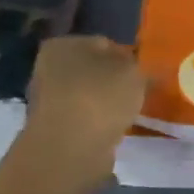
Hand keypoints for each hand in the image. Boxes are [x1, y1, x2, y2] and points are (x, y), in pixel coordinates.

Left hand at [25, 36, 144, 168]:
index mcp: (63, 45)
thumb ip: (139, 67)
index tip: (145, 73)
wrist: (70, 149)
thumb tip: (140, 69)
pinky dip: (98, 123)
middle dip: (115, 81)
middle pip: (93, 70)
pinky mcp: (53, 129)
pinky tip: (114, 130)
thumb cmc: (100, 98)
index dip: (128, 57)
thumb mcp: (133, 73)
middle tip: (140, 93)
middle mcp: (48, 68)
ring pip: (89, 96)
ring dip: (107, 104)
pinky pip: (85, 119)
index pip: (104, 43)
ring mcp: (48, 100)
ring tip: (130, 114)